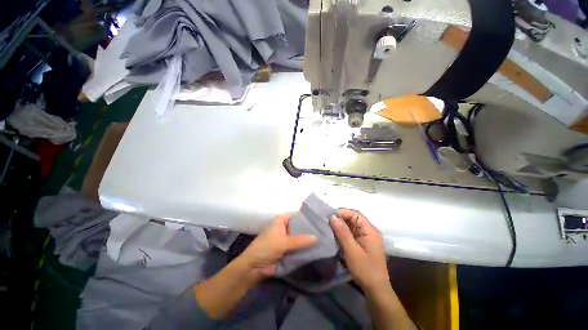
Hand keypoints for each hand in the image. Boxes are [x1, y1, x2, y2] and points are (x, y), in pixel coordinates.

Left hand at [238, 214, 316, 279]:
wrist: (253, 267)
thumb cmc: (266, 248)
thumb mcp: (283, 242)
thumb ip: (300, 240)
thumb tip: (316, 237)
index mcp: (281, 221)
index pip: (295, 215)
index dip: (306, 216)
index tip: (318, 219)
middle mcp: (284, 227)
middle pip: (298, 227)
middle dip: (308, 229)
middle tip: (323, 230)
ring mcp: (285, 239)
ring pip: (298, 237)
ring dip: (307, 240)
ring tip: (323, 239)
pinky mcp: (286, 250)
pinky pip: (297, 247)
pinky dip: (303, 248)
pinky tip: (315, 249)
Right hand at [330, 209, 389, 292]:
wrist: (376, 290)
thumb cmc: (365, 270)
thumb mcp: (352, 251)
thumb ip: (343, 232)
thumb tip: (332, 216)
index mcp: (370, 230)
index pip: (355, 214)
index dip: (342, 212)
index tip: (329, 216)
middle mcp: (369, 230)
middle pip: (353, 218)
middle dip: (340, 219)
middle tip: (327, 222)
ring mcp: (366, 237)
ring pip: (351, 225)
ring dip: (341, 226)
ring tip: (329, 228)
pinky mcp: (363, 243)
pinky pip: (352, 232)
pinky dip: (343, 233)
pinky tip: (336, 236)